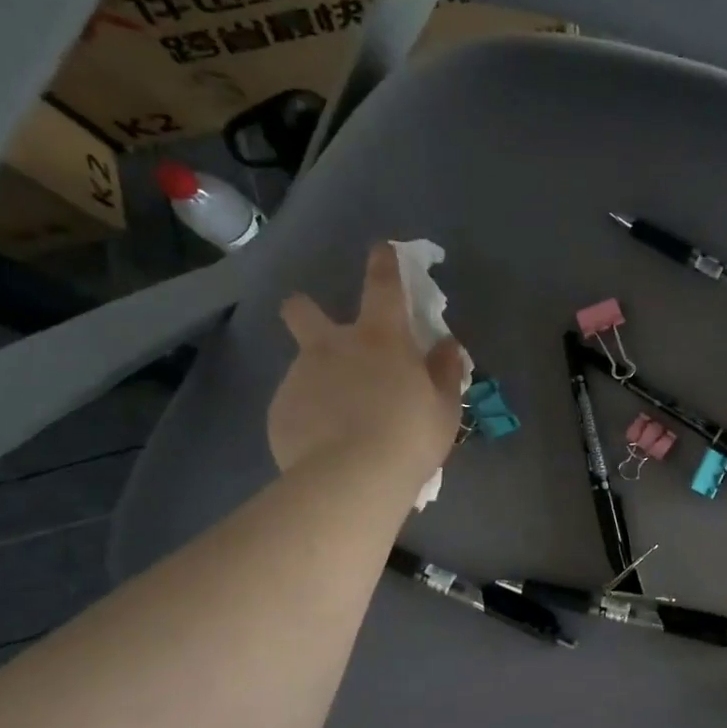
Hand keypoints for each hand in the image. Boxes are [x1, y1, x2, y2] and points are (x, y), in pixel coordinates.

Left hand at [267, 244, 466, 487]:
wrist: (352, 479)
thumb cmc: (410, 435)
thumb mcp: (444, 406)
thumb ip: (445, 372)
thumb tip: (447, 346)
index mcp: (380, 340)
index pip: (382, 288)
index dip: (383, 265)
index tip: (380, 249)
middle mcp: (333, 347)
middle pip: (303, 312)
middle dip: (304, 309)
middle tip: (312, 322)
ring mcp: (300, 378)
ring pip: (304, 366)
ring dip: (320, 380)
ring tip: (341, 421)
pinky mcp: (279, 411)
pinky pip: (297, 406)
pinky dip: (311, 416)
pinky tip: (325, 444)